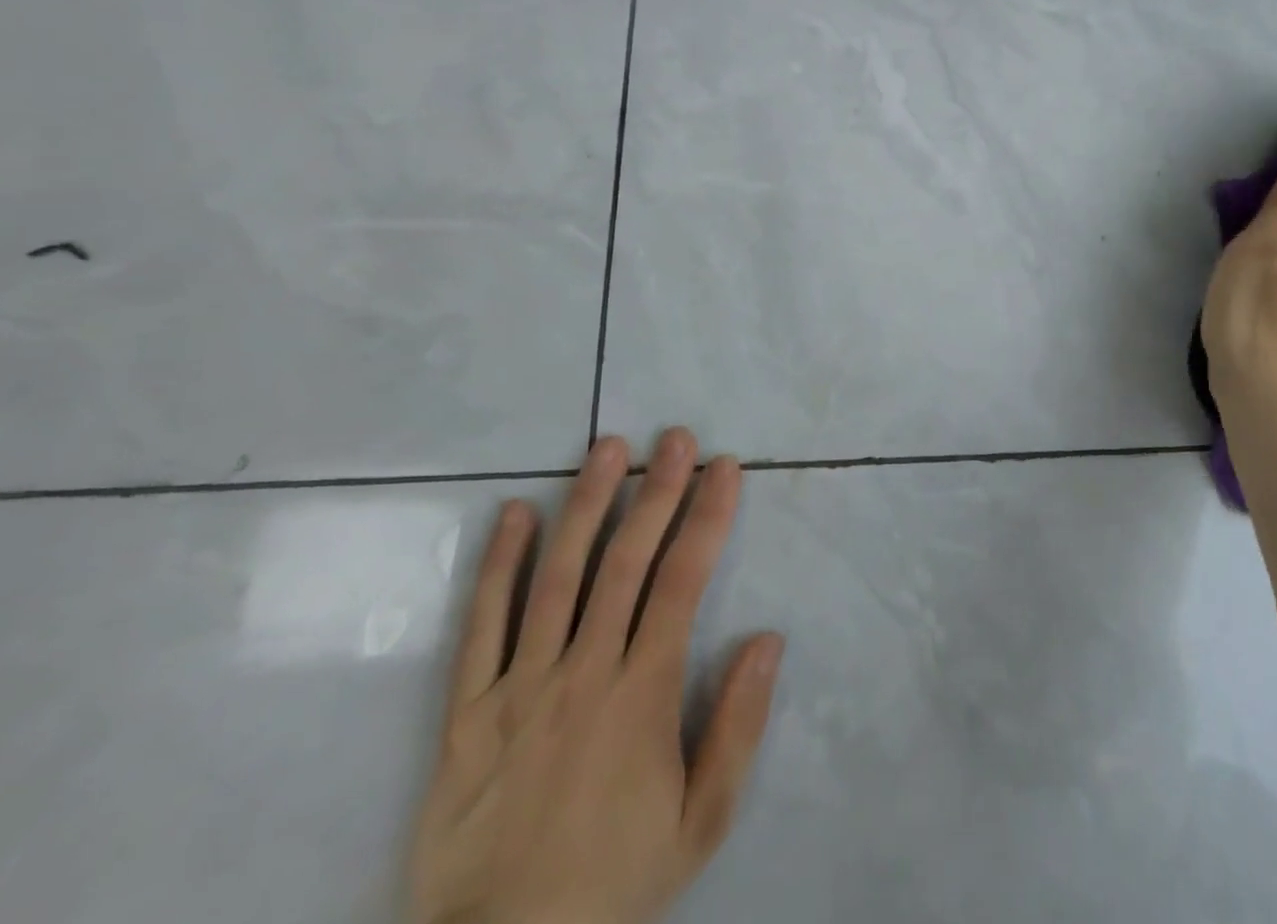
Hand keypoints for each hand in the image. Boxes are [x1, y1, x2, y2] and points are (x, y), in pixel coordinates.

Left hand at [407, 430, 783, 923]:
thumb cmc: (617, 881)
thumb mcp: (702, 821)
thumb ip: (739, 724)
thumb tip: (769, 637)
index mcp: (642, 693)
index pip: (683, 581)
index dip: (707, 517)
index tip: (724, 468)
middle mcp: (584, 672)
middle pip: (625, 563)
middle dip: (656, 492)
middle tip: (675, 437)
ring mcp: (519, 688)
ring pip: (557, 577)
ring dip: (585, 505)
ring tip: (607, 448)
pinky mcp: (466, 714)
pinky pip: (481, 629)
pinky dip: (498, 567)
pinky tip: (515, 513)